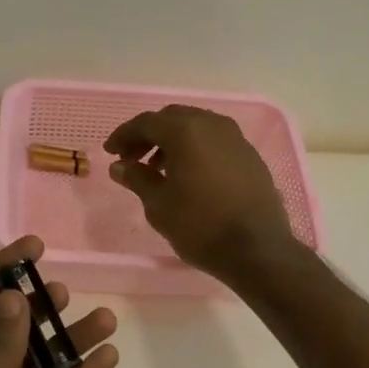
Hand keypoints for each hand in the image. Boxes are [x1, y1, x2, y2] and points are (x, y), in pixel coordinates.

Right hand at [104, 106, 296, 280]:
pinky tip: (188, 175)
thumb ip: (137, 178)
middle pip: (172, 118)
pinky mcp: (250, 155)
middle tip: (132, 158)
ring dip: (172, 142)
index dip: (124, 135)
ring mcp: (235, 138)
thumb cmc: (200, 225)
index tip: (110, 152)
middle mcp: (212, 125)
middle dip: (149, 135)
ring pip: (196, 127)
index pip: (146, 122)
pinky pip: (214, 141)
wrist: (257, 249)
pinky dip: (195, 149)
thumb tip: (119, 166)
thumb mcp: (158, 204)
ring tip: (158, 169)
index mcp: (186, 131)